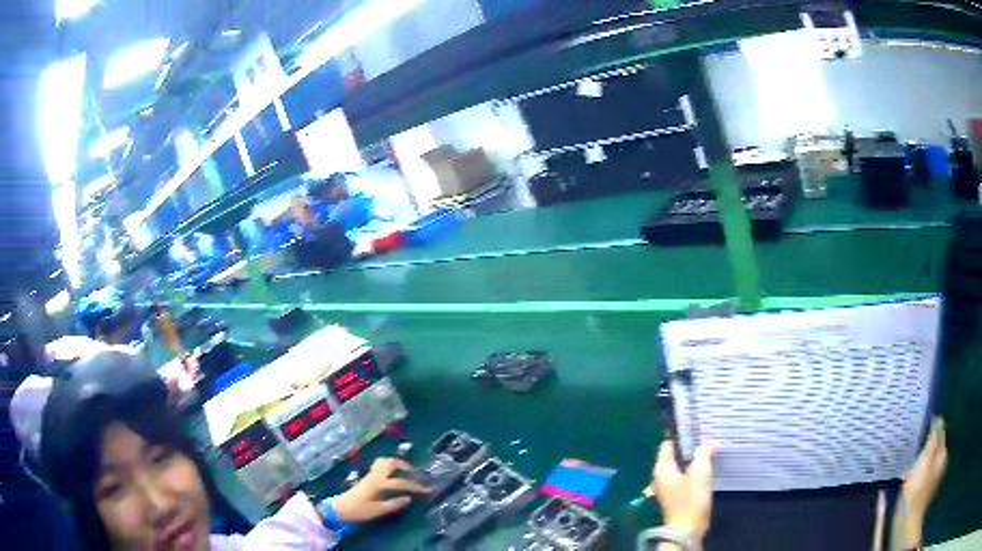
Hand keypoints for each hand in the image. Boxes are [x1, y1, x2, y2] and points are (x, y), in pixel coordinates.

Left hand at [331, 458, 430, 522]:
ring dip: (397, 464)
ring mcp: (370, 475)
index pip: (401, 482)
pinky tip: (394, 475)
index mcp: (378, 484)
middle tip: (417, 474)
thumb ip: (393, 504)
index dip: (416, 486)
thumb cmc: (358, 511)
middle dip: (406, 466)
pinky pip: (380, 465)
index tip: (428, 490)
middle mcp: (375, 476)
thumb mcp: (377, 511)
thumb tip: (409, 498)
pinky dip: (390, 466)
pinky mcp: (367, 477)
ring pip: (384, 461)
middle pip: (391, 462)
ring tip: (408, 472)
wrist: (340, 508)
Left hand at [652, 440, 714, 539]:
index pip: (668, 443)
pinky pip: (687, 476)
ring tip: (712, 446)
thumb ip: (702, 454)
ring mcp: (670, 486)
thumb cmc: (690, 500)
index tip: (696, 424)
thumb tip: (707, 444)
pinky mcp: (679, 494)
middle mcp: (662, 476)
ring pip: (683, 465)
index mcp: (662, 468)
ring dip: (695, 457)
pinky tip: (710, 464)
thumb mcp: (699, 472)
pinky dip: (696, 469)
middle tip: (707, 434)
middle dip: (690, 445)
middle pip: (676, 454)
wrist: (687, 529)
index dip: (681, 434)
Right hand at [892, 418, 947, 549]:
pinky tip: (908, 478)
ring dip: (921, 459)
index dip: (934, 427)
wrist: (907, 522)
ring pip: (928, 463)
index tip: (925, 421)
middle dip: (927, 444)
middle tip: (916, 440)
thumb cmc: (917, 489)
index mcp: (942, 454)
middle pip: (935, 448)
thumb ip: (933, 439)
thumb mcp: (926, 460)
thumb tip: (938, 418)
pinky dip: (916, 473)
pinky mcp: (923, 492)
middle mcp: (940, 464)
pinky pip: (922, 476)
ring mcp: (932, 480)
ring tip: (910, 459)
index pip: (940, 433)